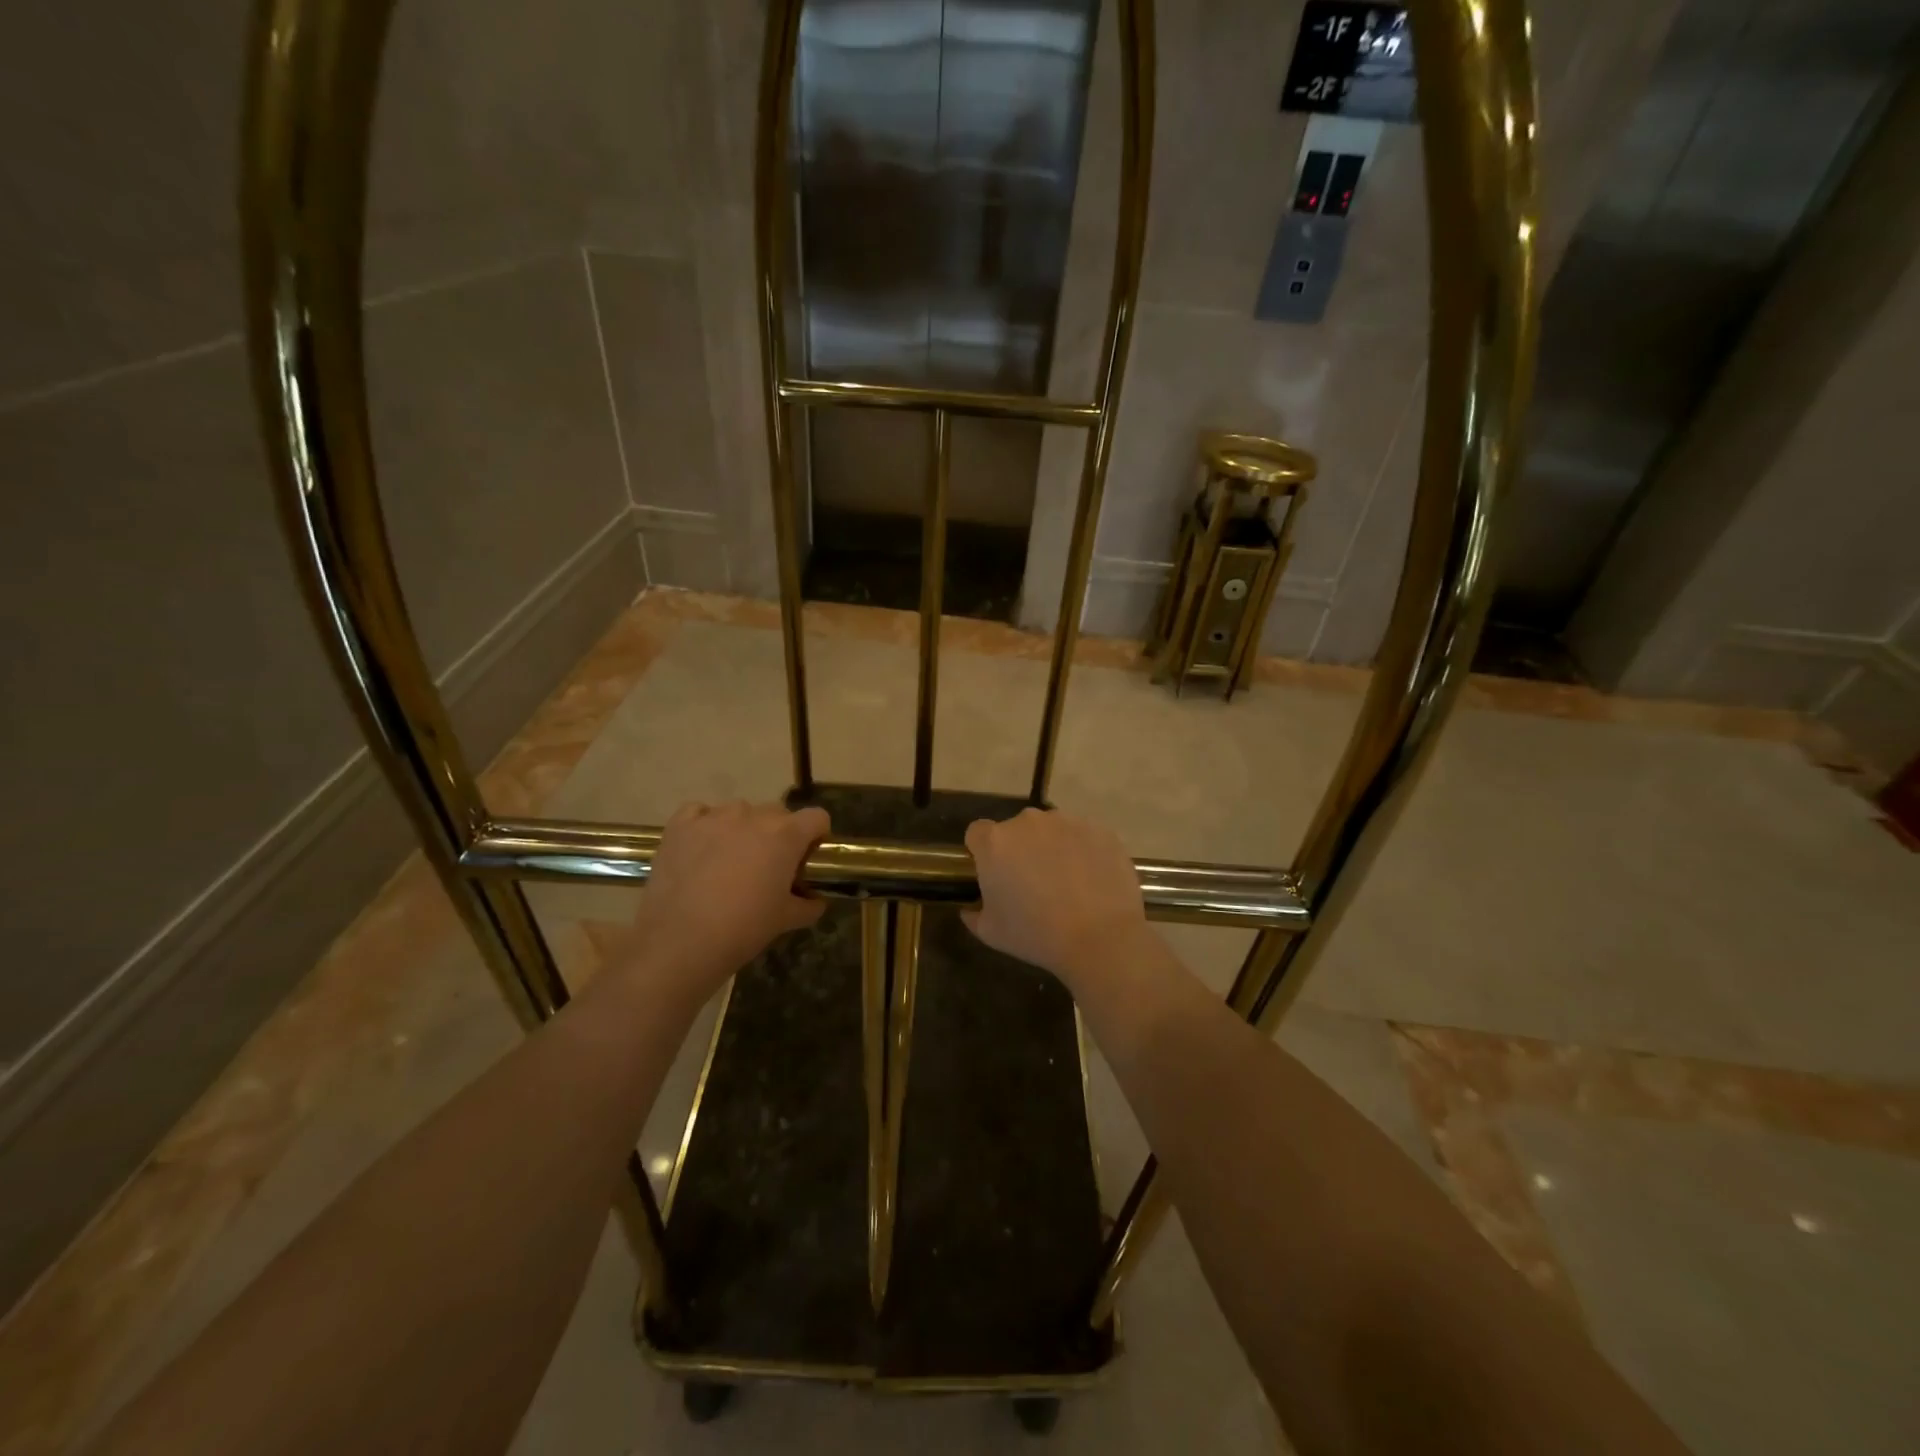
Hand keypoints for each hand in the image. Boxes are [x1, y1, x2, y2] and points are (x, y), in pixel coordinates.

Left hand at [626, 800, 828, 986]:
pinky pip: (700, 812)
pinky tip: (701, 848)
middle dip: (778, 834)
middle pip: (777, 813)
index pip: (817, 817)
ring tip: (730, 860)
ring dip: (742, 828)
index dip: (816, 835)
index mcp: (786, 835)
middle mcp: (753, 816)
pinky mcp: (680, 825)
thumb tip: (817, 901)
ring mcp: (714, 817)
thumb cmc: (743, 929)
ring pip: (739, 811)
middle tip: (768, 866)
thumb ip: (809, 905)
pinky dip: (705, 824)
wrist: (680, 942)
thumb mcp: (785, 920)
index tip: (806, 857)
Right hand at [962, 808, 1147, 988]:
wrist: (1101, 937)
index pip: (977, 833)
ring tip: (1067, 883)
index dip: (982, 852)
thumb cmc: (1037, 934)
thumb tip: (970, 909)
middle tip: (1032, 883)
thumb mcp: (992, 933)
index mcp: (996, 842)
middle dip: (1020, 849)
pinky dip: (1083, 852)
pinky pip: (1083, 837)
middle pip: (1016, 829)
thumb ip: (974, 914)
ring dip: (1052, 848)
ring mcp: (1067, 822)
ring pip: (1052, 830)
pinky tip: (1092, 881)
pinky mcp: (1100, 830)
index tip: (994, 874)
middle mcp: (1029, 822)